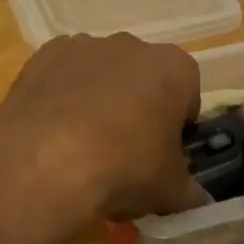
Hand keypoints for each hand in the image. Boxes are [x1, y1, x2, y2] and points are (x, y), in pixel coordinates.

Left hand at [0, 33, 209, 229]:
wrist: (47, 160)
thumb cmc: (125, 167)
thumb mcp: (171, 191)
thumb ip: (189, 191)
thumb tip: (198, 199)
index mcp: (172, 67)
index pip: (187, 89)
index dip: (179, 121)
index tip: (167, 150)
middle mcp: (130, 44)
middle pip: (142, 74)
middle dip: (139, 103)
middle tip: (128, 149)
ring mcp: (84, 44)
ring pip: (101, 70)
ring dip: (99, 95)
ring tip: (84, 142)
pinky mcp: (45, 54)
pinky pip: (63, 72)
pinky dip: (63, 92)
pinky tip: (54, 128)